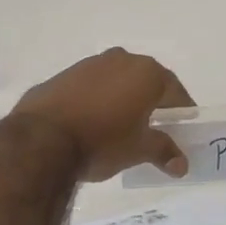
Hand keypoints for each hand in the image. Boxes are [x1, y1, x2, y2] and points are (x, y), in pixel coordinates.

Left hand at [10, 48, 193, 182]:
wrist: (42, 139)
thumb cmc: (103, 141)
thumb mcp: (138, 150)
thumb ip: (163, 151)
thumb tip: (181, 164)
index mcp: (146, 73)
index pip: (175, 91)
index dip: (181, 112)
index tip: (182, 129)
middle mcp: (120, 60)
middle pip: (145, 81)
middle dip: (152, 103)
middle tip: (154, 128)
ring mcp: (89, 64)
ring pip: (116, 81)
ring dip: (122, 99)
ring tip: (120, 127)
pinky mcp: (63, 75)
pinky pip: (91, 87)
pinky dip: (97, 100)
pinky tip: (91, 123)